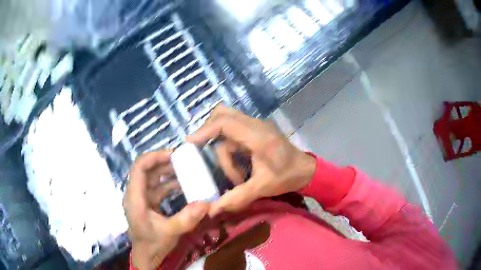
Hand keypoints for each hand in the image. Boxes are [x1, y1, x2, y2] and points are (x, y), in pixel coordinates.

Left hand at [123, 151, 208, 269]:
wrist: (147, 256)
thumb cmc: (153, 244)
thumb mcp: (170, 232)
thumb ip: (187, 218)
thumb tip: (207, 204)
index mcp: (135, 198)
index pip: (139, 168)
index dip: (154, 157)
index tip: (173, 156)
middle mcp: (135, 194)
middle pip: (146, 170)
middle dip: (163, 163)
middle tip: (183, 161)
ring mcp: (141, 199)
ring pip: (152, 179)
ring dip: (167, 173)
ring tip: (185, 170)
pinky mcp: (147, 204)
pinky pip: (157, 189)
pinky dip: (168, 185)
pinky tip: (182, 186)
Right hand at [187, 105, 315, 216]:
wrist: (306, 170)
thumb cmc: (288, 177)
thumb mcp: (262, 188)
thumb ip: (236, 198)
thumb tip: (212, 210)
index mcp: (258, 136)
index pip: (225, 123)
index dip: (205, 131)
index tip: (189, 142)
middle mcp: (255, 126)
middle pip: (223, 115)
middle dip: (209, 132)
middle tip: (200, 150)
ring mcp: (256, 127)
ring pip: (227, 128)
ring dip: (225, 153)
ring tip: (236, 177)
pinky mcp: (256, 132)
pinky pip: (234, 135)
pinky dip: (230, 152)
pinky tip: (239, 171)